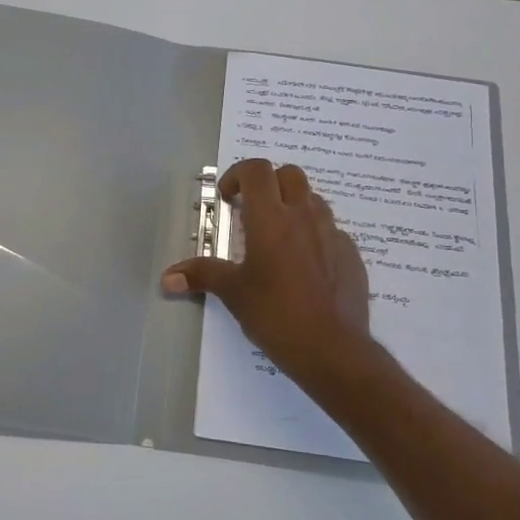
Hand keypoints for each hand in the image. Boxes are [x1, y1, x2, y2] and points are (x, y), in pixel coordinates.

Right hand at [162, 159, 377, 393]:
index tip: (228, 198)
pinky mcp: (351, 254)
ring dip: (293, 205)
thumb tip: (167, 277)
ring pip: (313, 199)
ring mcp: (333, 234)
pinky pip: (331, 230)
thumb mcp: (233, 293)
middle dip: (268, 183)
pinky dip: (314, 234)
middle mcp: (304, 216)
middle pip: (290, 174)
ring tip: (278, 236)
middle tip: (252, 210)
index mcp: (271, 219)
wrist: (333, 349)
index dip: (238, 175)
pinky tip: (304, 264)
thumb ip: (201, 275)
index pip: (257, 170)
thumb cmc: (276, 315)